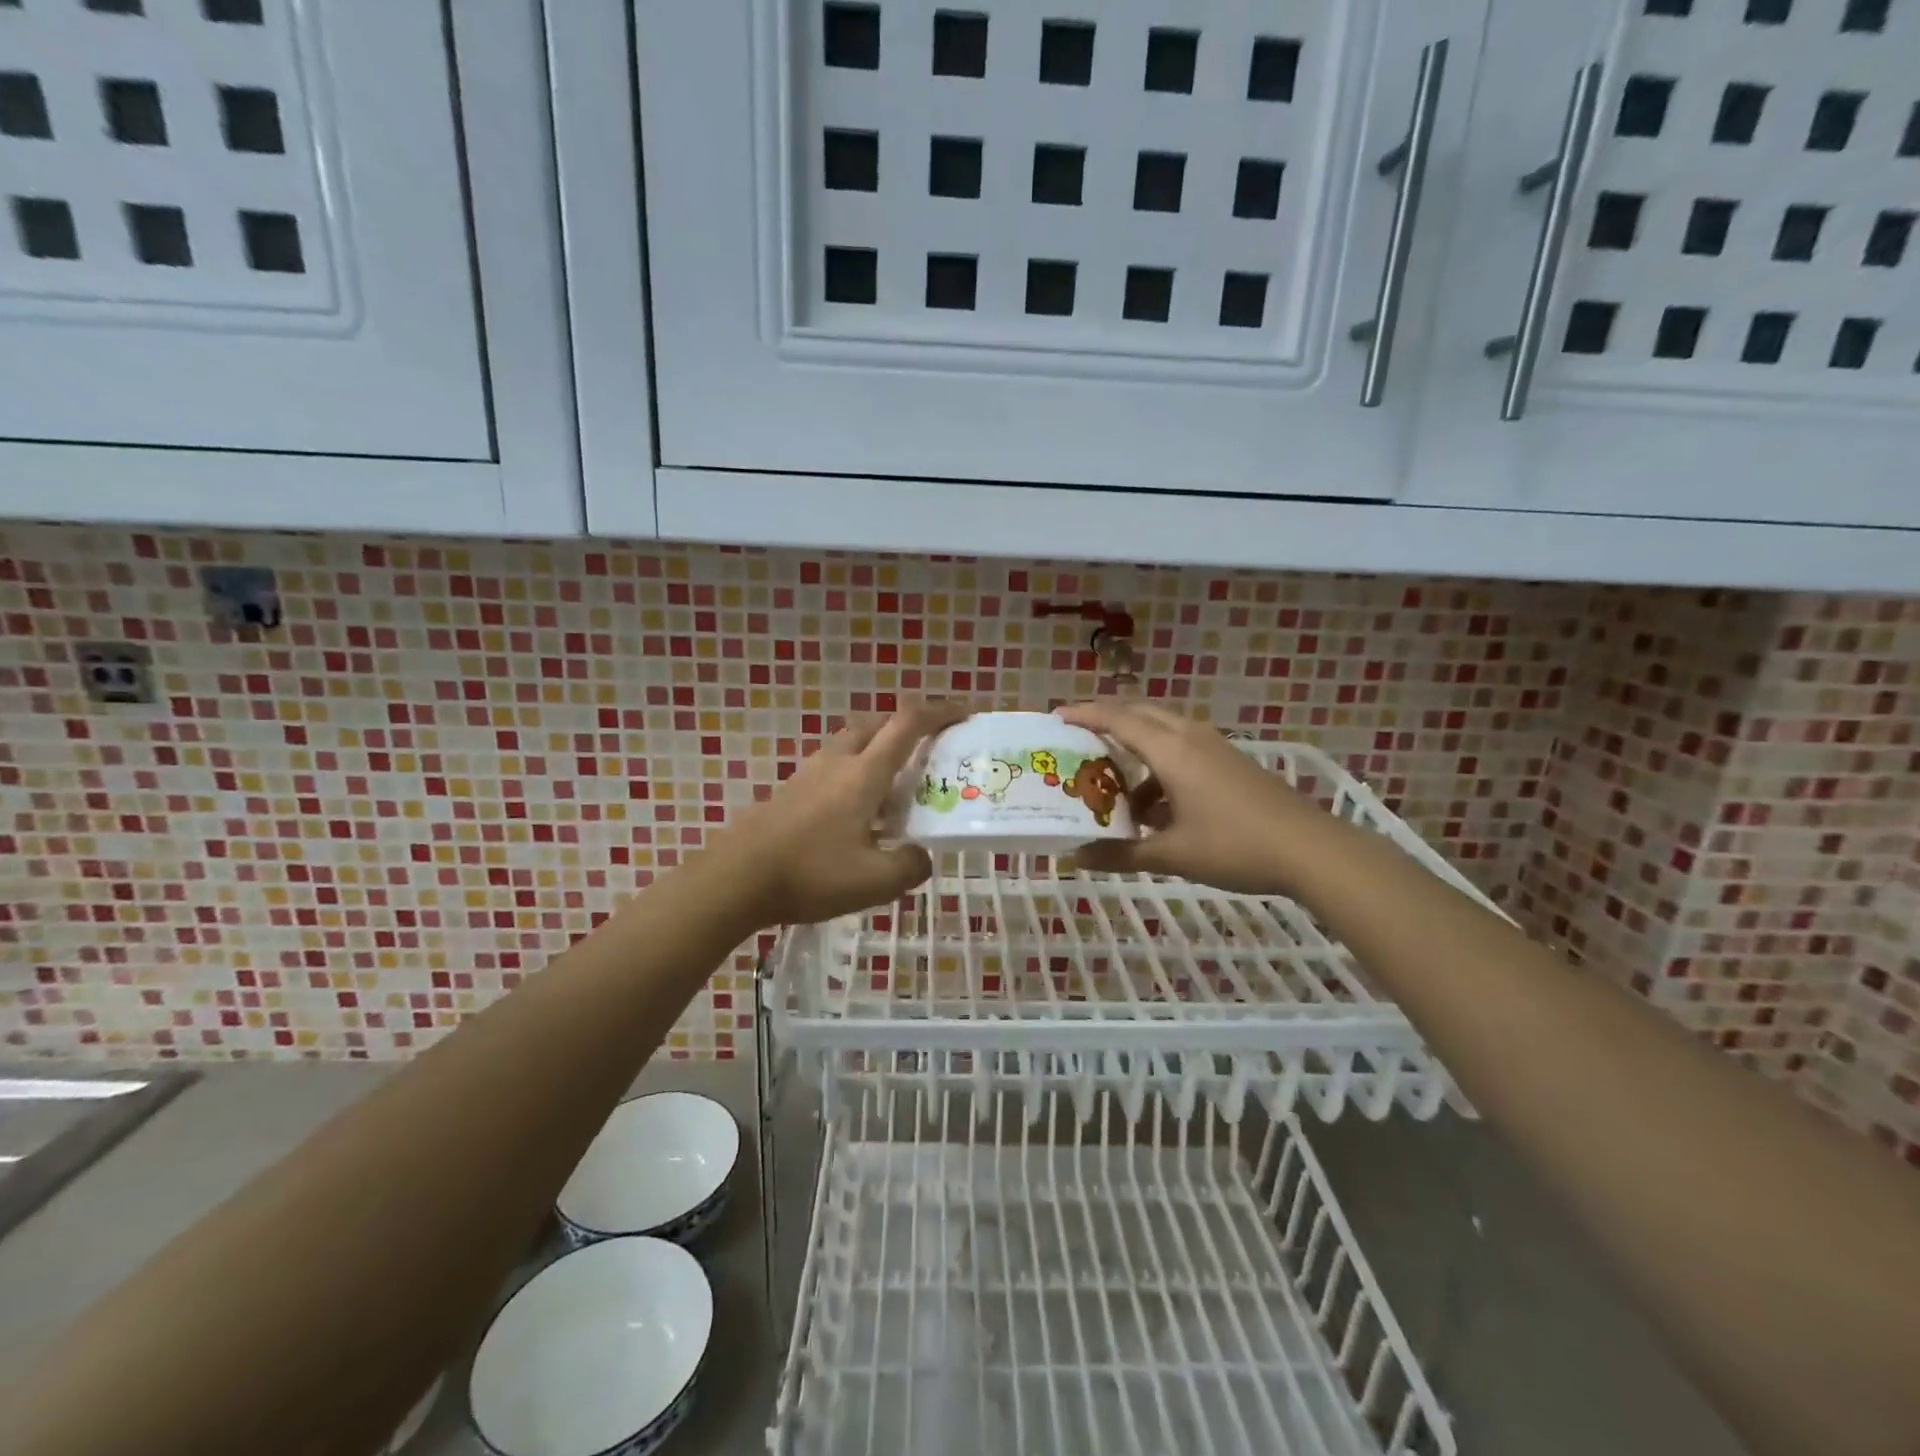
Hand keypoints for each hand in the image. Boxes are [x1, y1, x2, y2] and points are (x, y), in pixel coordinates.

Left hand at [712, 700, 966, 926]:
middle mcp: (838, 762)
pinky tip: (856, 814)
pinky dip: (854, 773)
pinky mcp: (790, 791)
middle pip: (876, 724)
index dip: (939, 712)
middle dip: (906, 726)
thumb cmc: (811, 873)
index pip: (908, 724)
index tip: (964, 713)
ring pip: (851, 744)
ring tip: (893, 786)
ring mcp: (809, 773)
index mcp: (864, 773)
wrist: (736, 879)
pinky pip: (832, 767)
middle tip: (927, 750)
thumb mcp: (875, 881)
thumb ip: (910, 866)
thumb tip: (921, 856)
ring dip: (877, 749)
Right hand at [1057, 701, 1330, 894]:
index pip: (1117, 720)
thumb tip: (1078, 858)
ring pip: (1163, 730)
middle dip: (1107, 719)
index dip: (1084, 715)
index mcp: (1171, 751)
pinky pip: (1182, 748)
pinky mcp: (1230, 762)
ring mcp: (1215, 747)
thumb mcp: (1172, 854)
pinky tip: (1154, 806)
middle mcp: (1190, 737)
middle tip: (1078, 737)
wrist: (1311, 850)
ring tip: (1112, 781)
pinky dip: (1159, 765)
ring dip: (1135, 747)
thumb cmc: (1235, 846)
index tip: (1055, 716)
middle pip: (1140, 713)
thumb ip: (1122, 854)